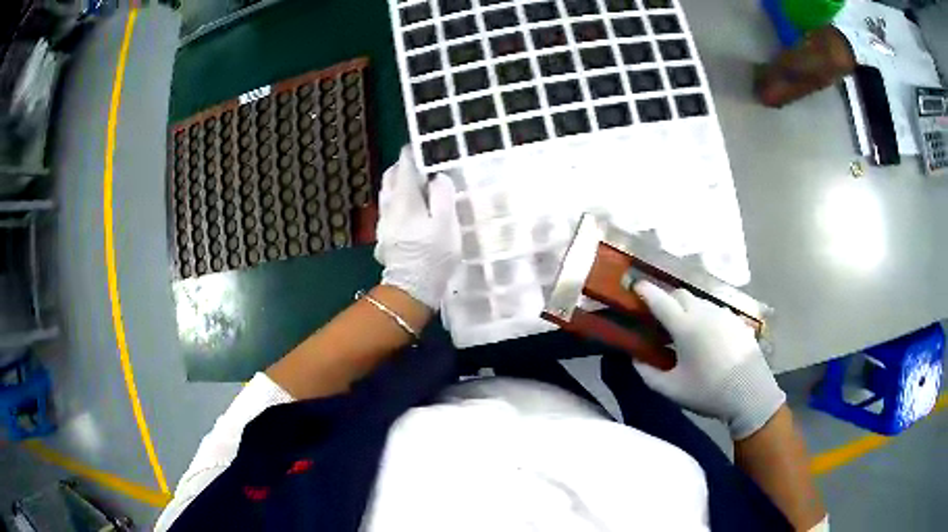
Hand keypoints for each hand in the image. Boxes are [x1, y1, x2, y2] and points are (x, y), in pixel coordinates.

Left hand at [375, 147, 459, 308]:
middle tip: (420, 165)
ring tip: (416, 186)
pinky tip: (410, 210)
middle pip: (391, 177)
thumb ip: (442, 195)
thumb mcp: (447, 223)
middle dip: (403, 167)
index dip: (412, 153)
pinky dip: (397, 200)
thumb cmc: (433, 255)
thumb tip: (437, 177)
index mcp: (404, 199)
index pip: (405, 166)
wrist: (411, 288)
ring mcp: (383, 222)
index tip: (421, 147)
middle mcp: (389, 206)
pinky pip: (388, 209)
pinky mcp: (384, 236)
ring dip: (399, 184)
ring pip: (387, 193)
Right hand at [633, 280, 785, 439]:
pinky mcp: (736, 321)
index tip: (636, 285)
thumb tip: (636, 359)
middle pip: (680, 294)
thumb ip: (648, 374)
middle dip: (666, 299)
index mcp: (685, 327)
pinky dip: (704, 316)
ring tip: (684, 329)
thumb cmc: (708, 392)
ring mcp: (723, 314)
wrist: (750, 393)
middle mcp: (704, 313)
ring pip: (699, 301)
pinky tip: (707, 337)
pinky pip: (715, 311)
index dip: (646, 291)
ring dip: (686, 308)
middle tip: (659, 316)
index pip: (660, 301)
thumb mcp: (672, 390)